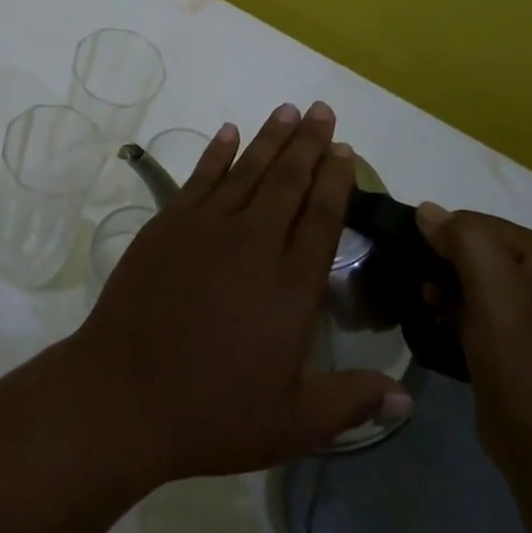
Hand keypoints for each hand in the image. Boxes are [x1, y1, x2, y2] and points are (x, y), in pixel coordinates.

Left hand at [68, 102, 410, 483]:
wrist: (125, 393)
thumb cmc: (213, 411)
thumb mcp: (293, 422)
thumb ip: (351, 402)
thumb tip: (407, 399)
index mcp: (291, 286)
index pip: (322, 217)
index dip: (336, 179)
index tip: (344, 149)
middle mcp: (253, 243)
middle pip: (288, 180)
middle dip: (308, 142)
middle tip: (322, 110)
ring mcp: (206, 227)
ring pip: (247, 169)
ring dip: (270, 137)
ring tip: (288, 110)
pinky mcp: (168, 224)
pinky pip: (200, 177)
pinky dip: (217, 151)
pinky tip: (229, 131)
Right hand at [416, 205, 531, 480]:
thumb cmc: (522, 359)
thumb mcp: (491, 283)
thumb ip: (462, 236)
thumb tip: (428, 212)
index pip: (477, 222)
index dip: (442, 237)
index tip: (417, 263)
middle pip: (479, 251)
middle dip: (444, 264)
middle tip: (423, 290)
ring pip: (479, 283)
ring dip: (448, 291)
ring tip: (429, 309)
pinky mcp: (529, 348)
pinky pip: (485, 314)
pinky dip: (460, 315)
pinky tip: (444, 329)